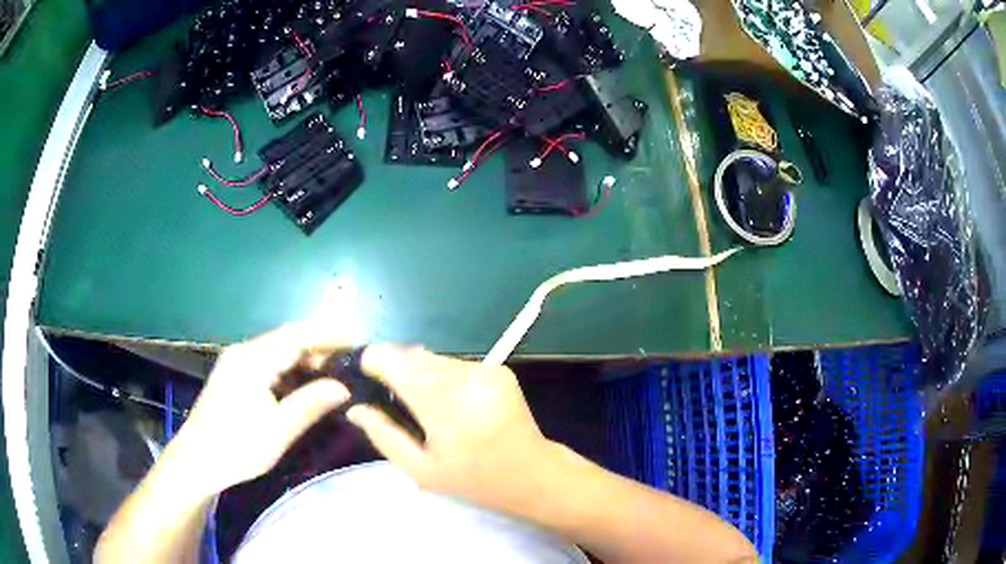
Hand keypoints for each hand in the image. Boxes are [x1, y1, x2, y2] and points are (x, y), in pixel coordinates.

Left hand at [168, 322, 351, 494]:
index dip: (329, 335)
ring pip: (277, 348)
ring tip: (333, 373)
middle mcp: (244, 351)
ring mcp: (236, 361)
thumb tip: (344, 387)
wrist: (196, 460)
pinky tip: (302, 383)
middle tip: (350, 363)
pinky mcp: (233, 373)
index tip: (359, 343)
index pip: (297, 335)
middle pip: (287, 337)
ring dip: (305, 356)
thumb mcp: (278, 431)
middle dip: (320, 345)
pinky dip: (289, 366)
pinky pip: (267, 359)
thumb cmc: (237, 447)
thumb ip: (310, 404)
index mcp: (253, 360)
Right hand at [346, 345, 555, 513]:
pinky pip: (456, 364)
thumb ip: (384, 435)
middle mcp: (465, 377)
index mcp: (444, 405)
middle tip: (389, 394)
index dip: (374, 360)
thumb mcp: (422, 470)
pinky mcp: (500, 369)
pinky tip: (447, 400)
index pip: (395, 361)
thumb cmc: (474, 480)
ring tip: (419, 401)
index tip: (364, 374)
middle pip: (413, 354)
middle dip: (395, 366)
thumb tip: (354, 408)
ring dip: (419, 371)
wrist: (533, 474)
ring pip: (434, 357)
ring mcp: (486, 369)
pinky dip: (443, 375)